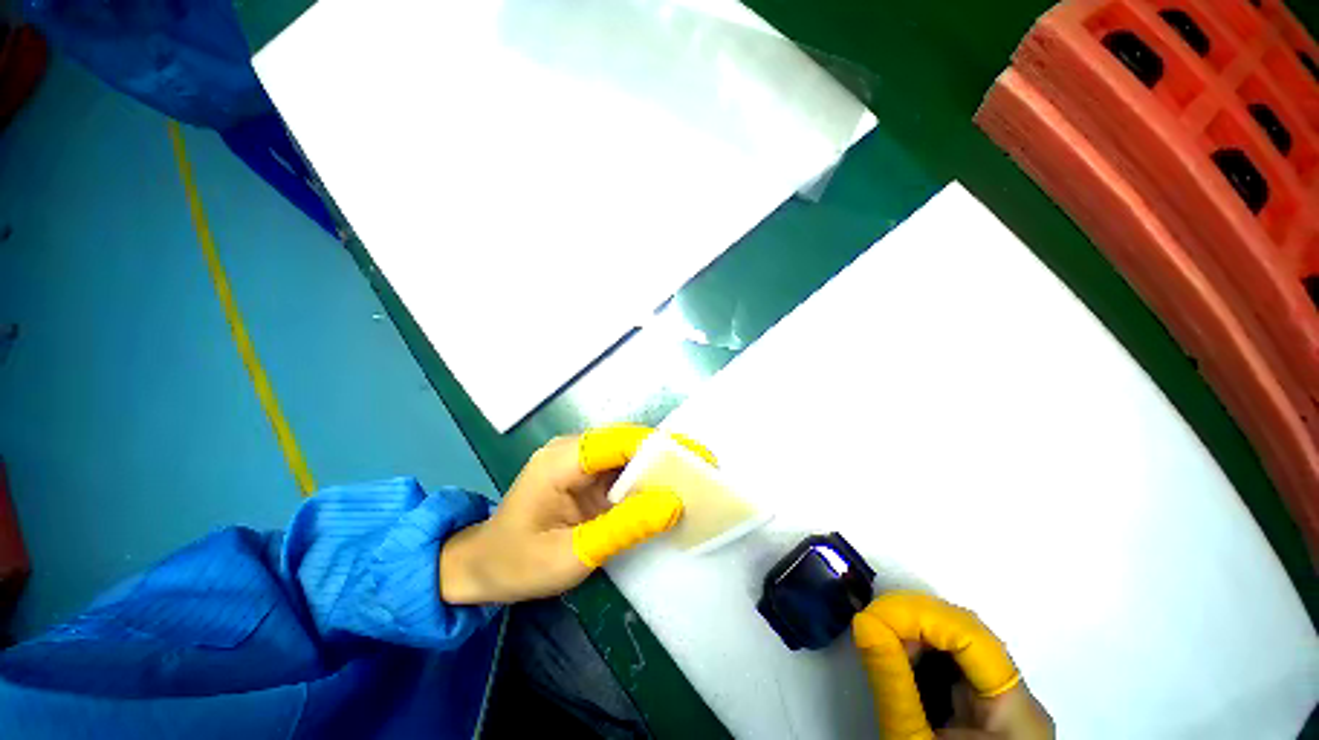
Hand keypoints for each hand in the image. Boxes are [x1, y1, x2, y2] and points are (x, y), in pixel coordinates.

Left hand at [439, 424, 714, 603]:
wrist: (480, 568)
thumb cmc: (517, 563)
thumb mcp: (572, 554)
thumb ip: (623, 528)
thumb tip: (673, 504)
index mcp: (561, 460)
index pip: (620, 441)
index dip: (661, 447)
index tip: (697, 461)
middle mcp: (572, 450)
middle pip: (627, 442)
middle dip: (666, 455)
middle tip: (703, 471)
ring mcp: (577, 460)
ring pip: (627, 454)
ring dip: (658, 468)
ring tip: (693, 481)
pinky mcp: (583, 474)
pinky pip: (620, 470)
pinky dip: (644, 480)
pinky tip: (664, 493)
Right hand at [853, 592, 1053, 739]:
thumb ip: (892, 682)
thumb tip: (863, 622)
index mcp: (1016, 711)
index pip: (971, 636)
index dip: (921, 615)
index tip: (871, 615)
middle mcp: (1021, 699)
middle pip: (968, 637)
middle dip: (915, 624)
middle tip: (872, 629)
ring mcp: (1009, 705)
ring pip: (962, 648)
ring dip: (917, 637)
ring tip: (882, 644)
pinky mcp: (992, 712)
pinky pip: (958, 668)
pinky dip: (925, 657)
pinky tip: (902, 663)